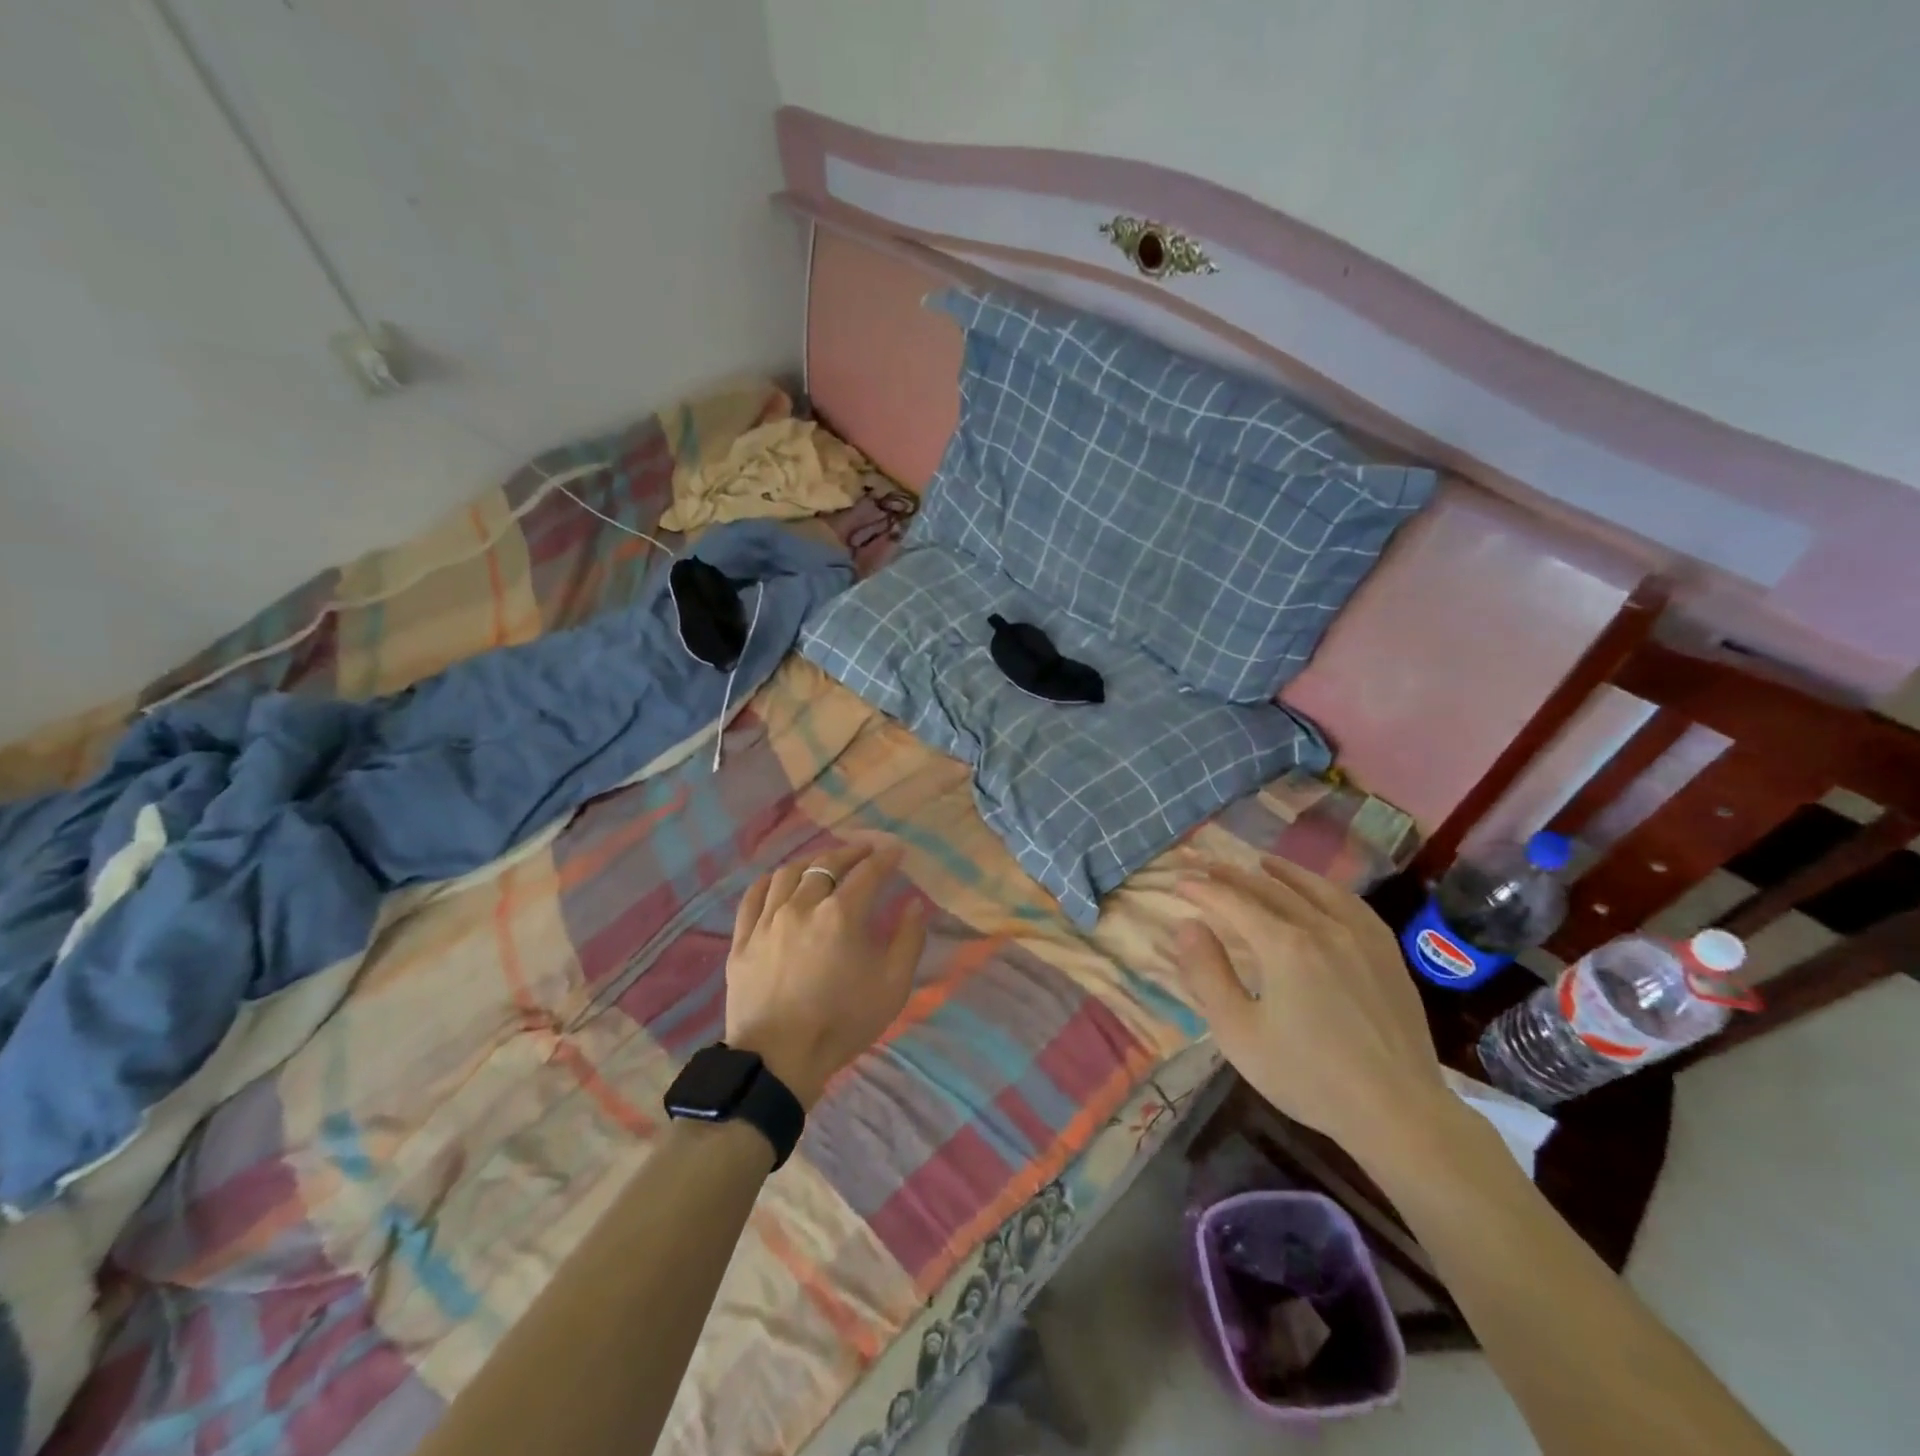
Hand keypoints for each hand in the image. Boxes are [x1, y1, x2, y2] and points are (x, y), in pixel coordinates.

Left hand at [725, 841, 926, 1109]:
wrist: (778, 1060)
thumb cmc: (842, 1023)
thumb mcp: (892, 987)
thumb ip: (908, 940)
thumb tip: (914, 904)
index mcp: (841, 915)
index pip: (867, 872)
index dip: (884, 858)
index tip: (896, 851)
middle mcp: (801, 906)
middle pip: (826, 865)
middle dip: (850, 852)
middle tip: (864, 850)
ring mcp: (767, 921)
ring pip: (788, 874)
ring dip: (811, 862)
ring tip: (823, 864)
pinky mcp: (742, 940)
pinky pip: (753, 897)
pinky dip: (770, 881)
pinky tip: (778, 881)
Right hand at [1170, 854, 1448, 1158]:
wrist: (1398, 1111)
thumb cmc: (1308, 1076)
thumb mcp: (1239, 1033)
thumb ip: (1208, 974)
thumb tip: (1188, 926)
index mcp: (1284, 946)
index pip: (1232, 902)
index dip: (1202, 890)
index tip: (1178, 884)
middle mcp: (1322, 927)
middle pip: (1269, 888)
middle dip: (1233, 875)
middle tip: (1206, 867)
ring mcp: (1360, 936)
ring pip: (1313, 888)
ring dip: (1281, 872)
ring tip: (1259, 862)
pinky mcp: (1387, 952)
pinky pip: (1350, 903)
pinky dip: (1324, 888)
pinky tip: (1318, 891)